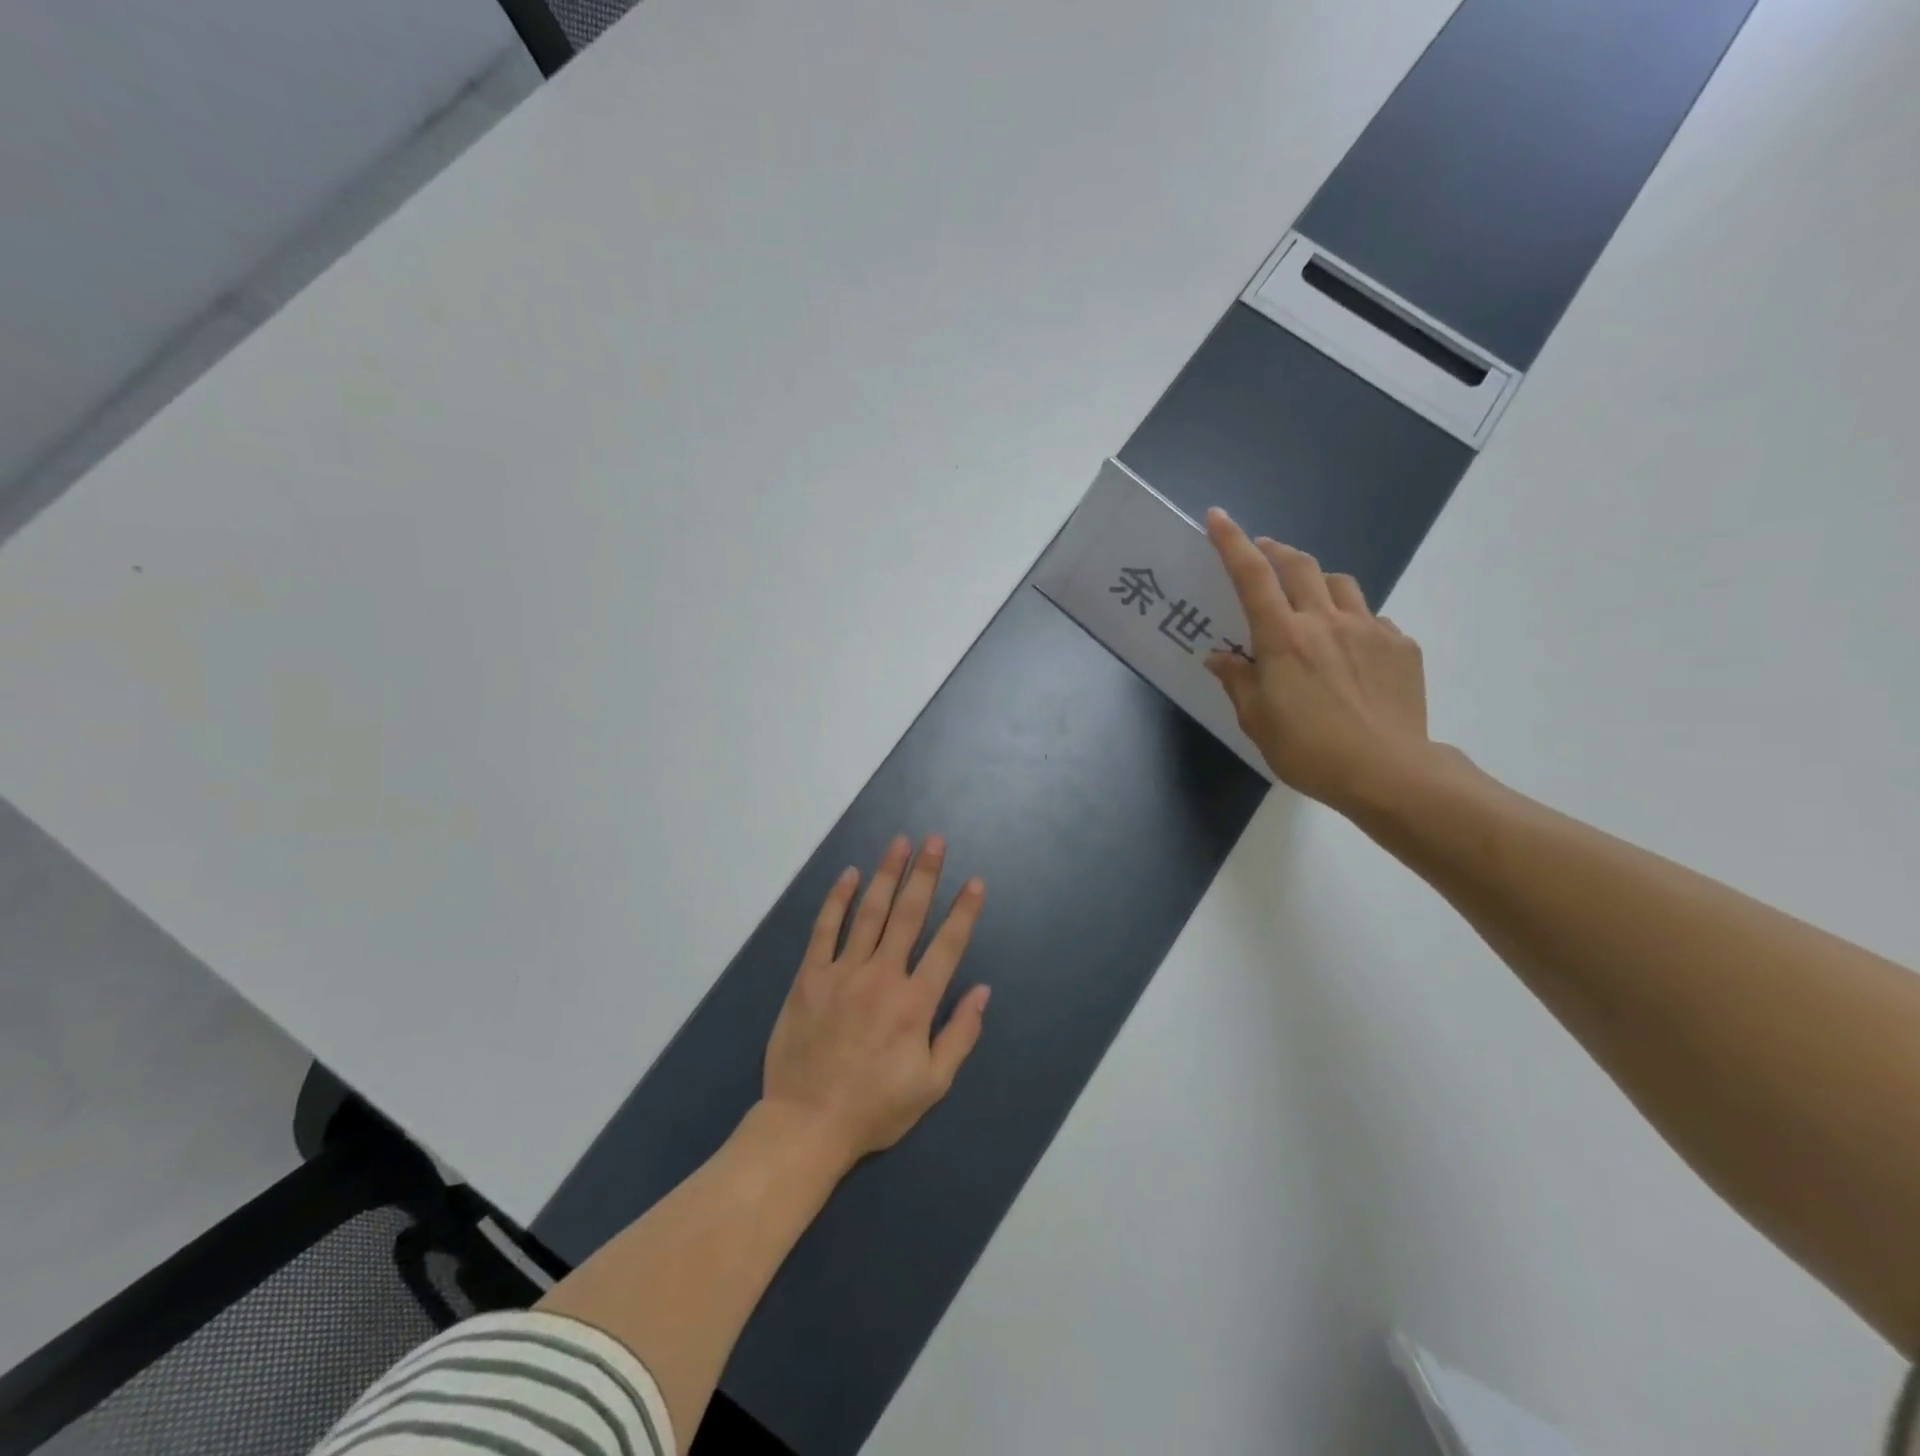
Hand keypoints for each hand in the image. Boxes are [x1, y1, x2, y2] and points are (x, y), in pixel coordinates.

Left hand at [762, 834, 989, 1168]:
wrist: (806, 1124)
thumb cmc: (874, 1108)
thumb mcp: (931, 1085)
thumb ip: (960, 1035)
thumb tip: (982, 991)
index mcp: (915, 1003)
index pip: (947, 945)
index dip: (964, 911)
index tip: (974, 881)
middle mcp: (882, 977)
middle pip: (908, 915)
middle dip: (925, 874)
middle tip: (934, 840)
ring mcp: (843, 973)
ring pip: (870, 913)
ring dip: (887, 874)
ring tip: (899, 843)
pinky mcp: (810, 977)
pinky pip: (826, 929)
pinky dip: (838, 900)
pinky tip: (850, 875)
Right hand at [1203, 508, 1433, 813]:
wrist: (1389, 773)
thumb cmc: (1309, 750)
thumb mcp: (1258, 721)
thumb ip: (1238, 681)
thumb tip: (1220, 657)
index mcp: (1284, 639)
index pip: (1253, 577)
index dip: (1232, 543)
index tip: (1218, 517)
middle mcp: (1326, 621)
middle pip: (1300, 566)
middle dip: (1276, 551)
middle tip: (1263, 554)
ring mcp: (1370, 629)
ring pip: (1341, 584)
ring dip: (1318, 582)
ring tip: (1309, 603)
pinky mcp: (1401, 646)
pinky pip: (1372, 618)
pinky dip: (1352, 621)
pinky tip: (1349, 650)